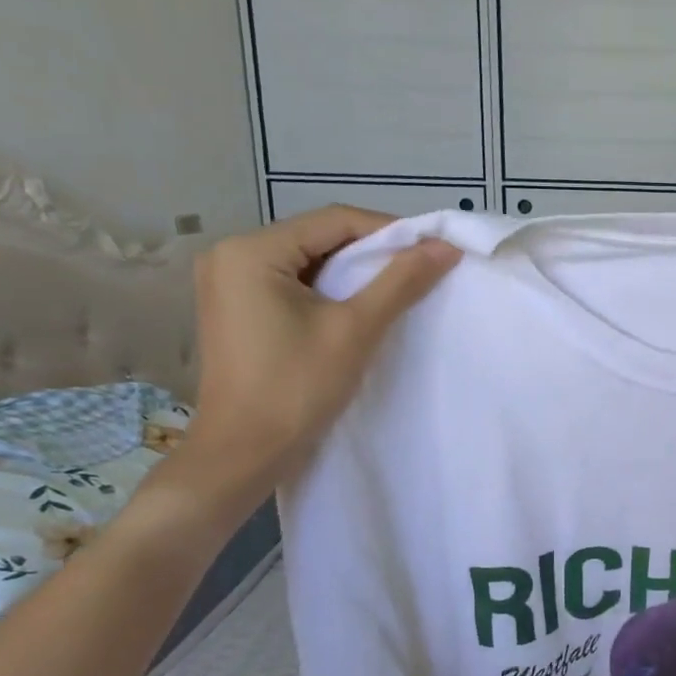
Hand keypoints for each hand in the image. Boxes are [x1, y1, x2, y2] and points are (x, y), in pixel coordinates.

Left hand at [182, 208, 458, 504]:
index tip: (433, 251)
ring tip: (397, 291)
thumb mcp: (356, 329)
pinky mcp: (237, 308)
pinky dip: (330, 291)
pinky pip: (294, 284)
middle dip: (372, 253)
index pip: (334, 221)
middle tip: (420, 271)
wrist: (244, 454)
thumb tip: (446, 247)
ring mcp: (229, 283)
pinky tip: (359, 308)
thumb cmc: (297, 388)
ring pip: (309, 261)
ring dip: (354, 273)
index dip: (390, 231)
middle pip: (319, 238)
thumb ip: (401, 281)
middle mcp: (231, 255)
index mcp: (250, 251)